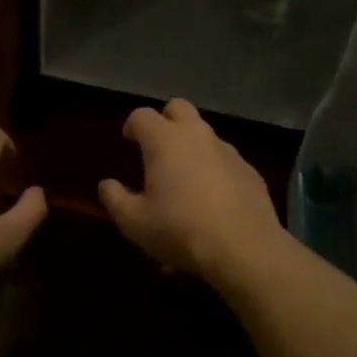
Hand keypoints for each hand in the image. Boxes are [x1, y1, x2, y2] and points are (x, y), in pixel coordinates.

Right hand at [97, 99, 287, 281]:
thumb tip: (106, 184)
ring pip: (205, 134)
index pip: (142, 115)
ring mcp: (227, 151)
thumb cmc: (180, 230)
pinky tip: (213, 199)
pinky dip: (215, 169)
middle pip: (179, 108)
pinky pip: (225, 159)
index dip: (132, 125)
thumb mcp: (135, 222)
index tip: (128, 141)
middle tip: (157, 147)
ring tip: (185, 178)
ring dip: (192, 145)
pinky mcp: (249, 170)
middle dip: (166, 120)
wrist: (244, 249)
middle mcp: (197, 135)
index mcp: (164, 140)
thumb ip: (115, 199)